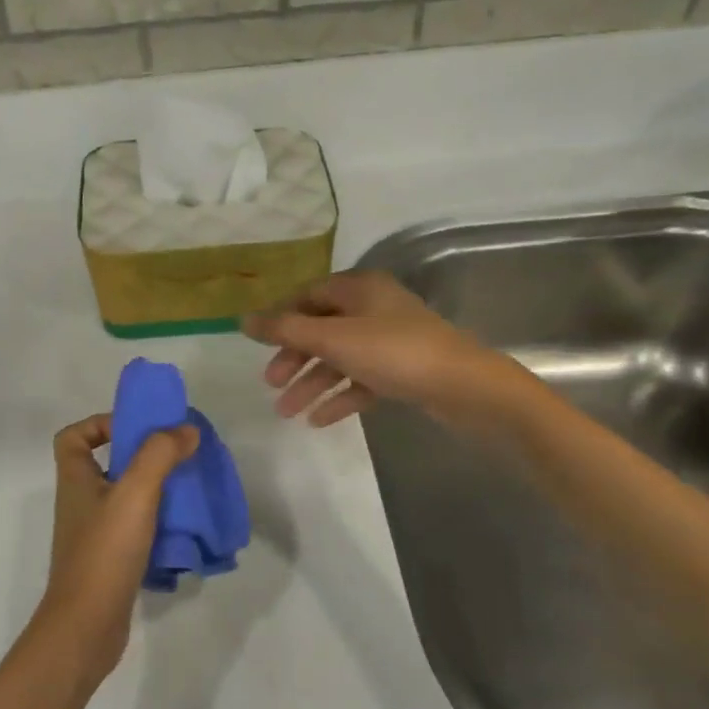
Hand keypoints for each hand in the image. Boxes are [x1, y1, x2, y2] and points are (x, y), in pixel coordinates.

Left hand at [35, 414, 198, 684]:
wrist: (86, 628)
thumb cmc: (104, 552)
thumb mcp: (135, 493)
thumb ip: (160, 455)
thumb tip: (185, 429)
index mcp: (76, 480)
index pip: (74, 437)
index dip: (99, 424)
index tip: (137, 429)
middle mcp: (81, 502)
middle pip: (104, 464)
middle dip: (140, 455)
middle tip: (176, 456)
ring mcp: (94, 534)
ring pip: (123, 497)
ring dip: (152, 489)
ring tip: (186, 489)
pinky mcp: (109, 560)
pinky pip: (133, 528)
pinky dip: (155, 522)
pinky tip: (181, 528)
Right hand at [241, 270, 529, 426]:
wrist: (465, 387)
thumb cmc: (395, 352)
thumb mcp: (334, 339)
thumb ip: (286, 329)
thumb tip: (243, 319)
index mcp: (359, 288)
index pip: (308, 295)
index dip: (281, 318)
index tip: (258, 345)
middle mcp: (374, 308)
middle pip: (322, 329)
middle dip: (294, 358)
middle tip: (271, 384)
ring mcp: (390, 340)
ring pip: (340, 358)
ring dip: (312, 383)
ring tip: (287, 413)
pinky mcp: (403, 370)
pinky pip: (362, 380)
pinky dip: (340, 397)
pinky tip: (319, 420)